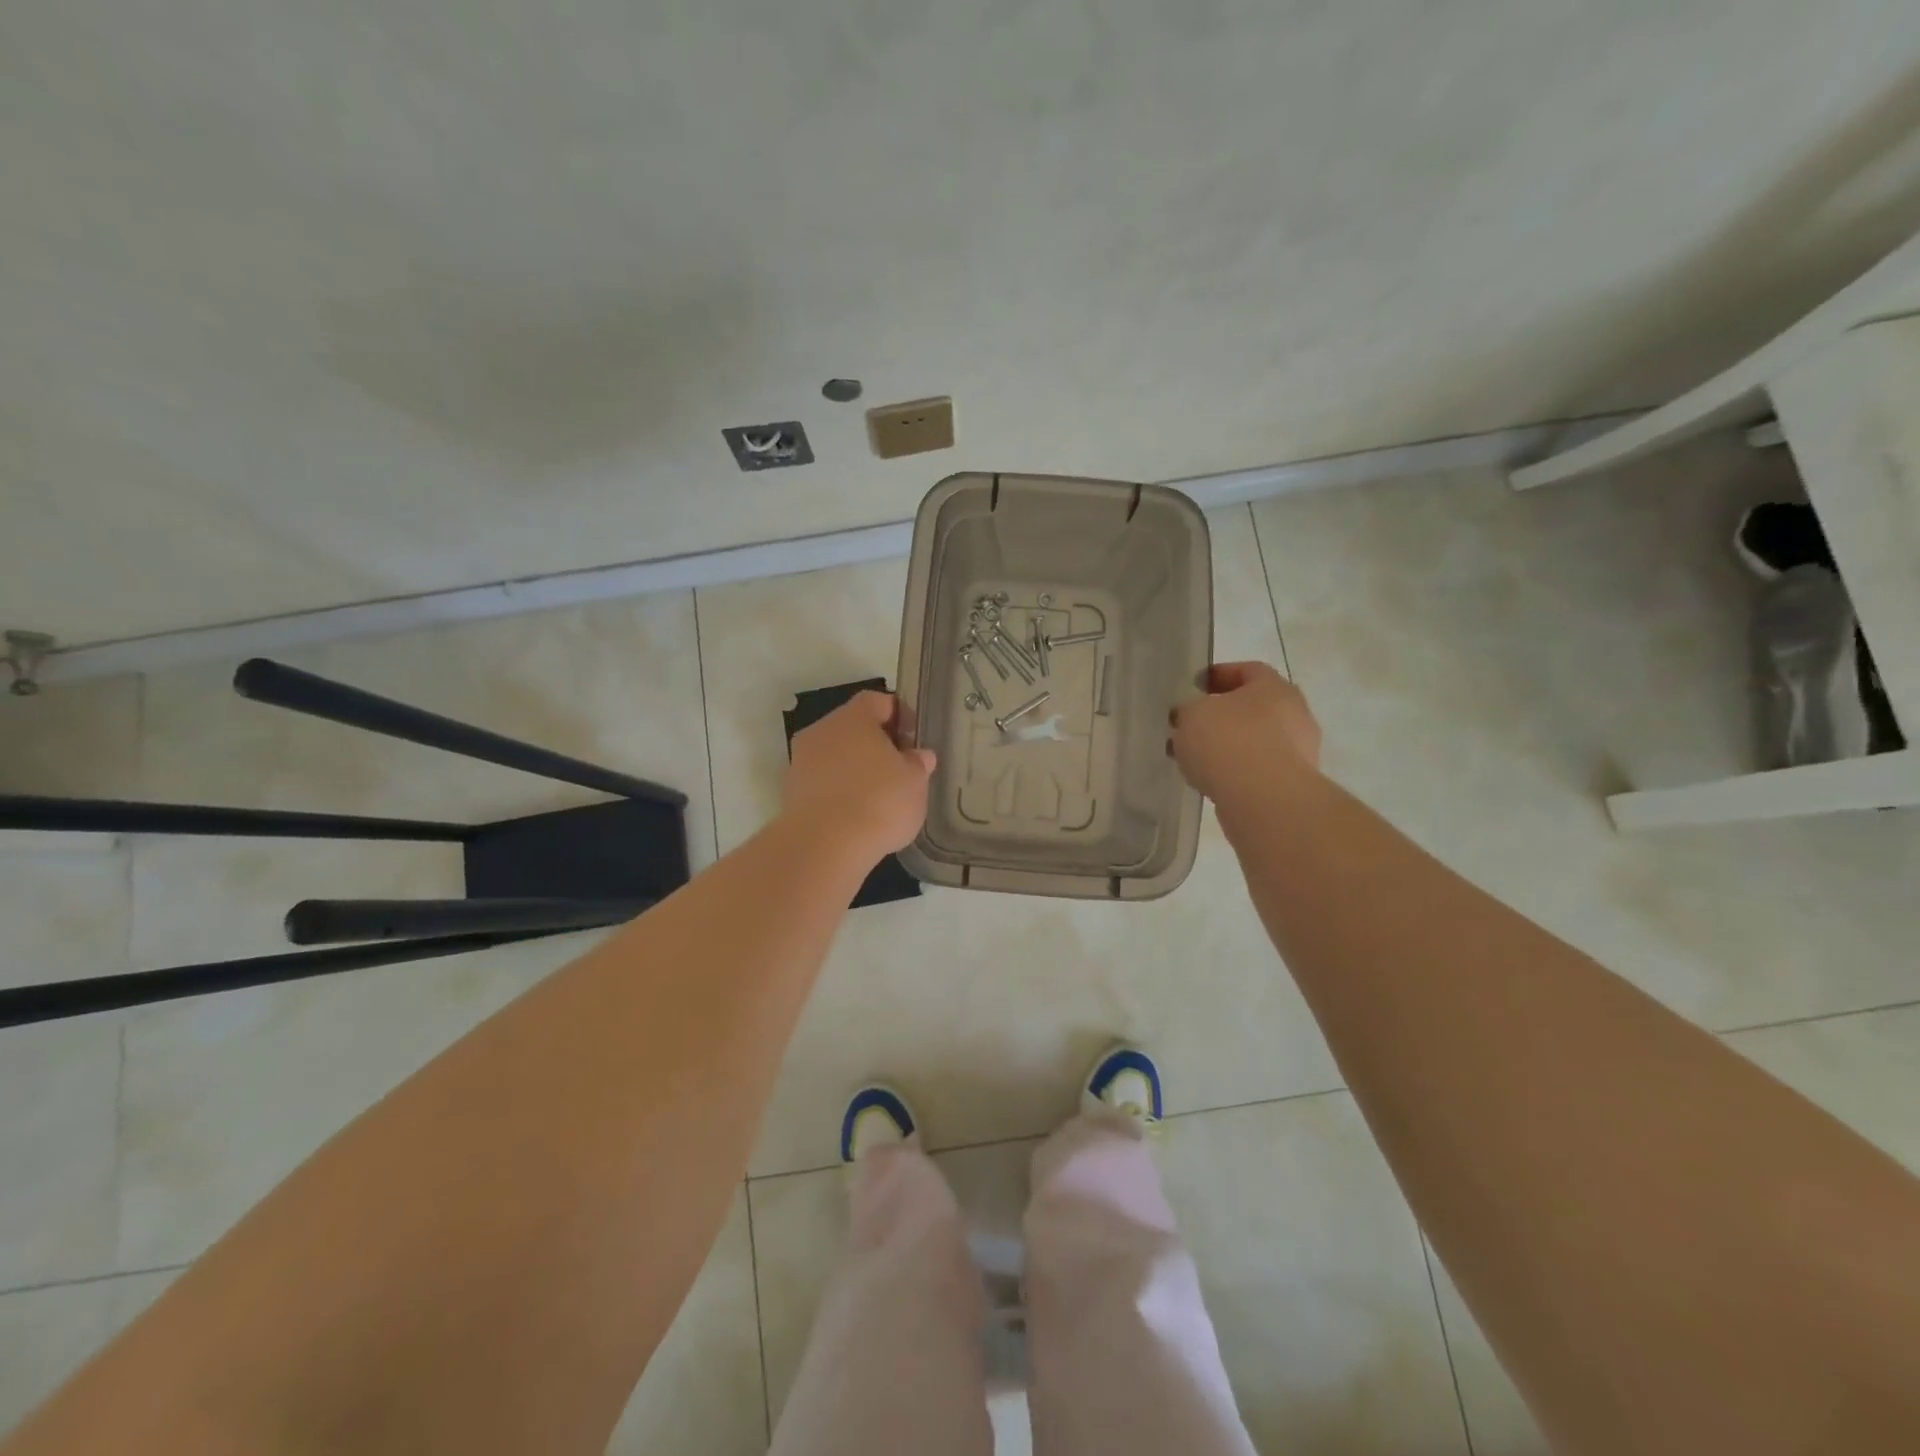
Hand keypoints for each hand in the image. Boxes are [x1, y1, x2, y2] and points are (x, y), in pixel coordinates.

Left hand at [783, 691, 935, 864]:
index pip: (877, 701)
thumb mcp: (915, 782)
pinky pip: (821, 781)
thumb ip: (917, 764)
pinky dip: (838, 790)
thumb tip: (918, 755)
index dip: (898, 715)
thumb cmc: (880, 801)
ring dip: (854, 768)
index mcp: (853, 717)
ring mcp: (801, 761)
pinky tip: (855, 813)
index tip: (913, 739)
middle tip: (898, 768)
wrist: (826, 845)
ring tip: (878, 795)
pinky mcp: (791, 792)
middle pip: (852, 727)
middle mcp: (822, 730)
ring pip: (834, 755)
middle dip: (875, 744)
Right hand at [1170, 661, 1321, 805]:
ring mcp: (1297, 752)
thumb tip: (1189, 716)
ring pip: (1253, 741)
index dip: (1218, 675)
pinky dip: (1234, 771)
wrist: (1264, 800)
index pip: (1247, 670)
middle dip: (1220, 715)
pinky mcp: (1290, 784)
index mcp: (1273, 687)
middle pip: (1252, 707)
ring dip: (1225, 746)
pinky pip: (1256, 770)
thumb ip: (1188, 710)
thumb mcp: (1191, 715)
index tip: (1194, 685)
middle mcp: (1294, 714)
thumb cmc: (1228, 742)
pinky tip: (1209, 780)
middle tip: (1190, 724)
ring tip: (1192, 758)